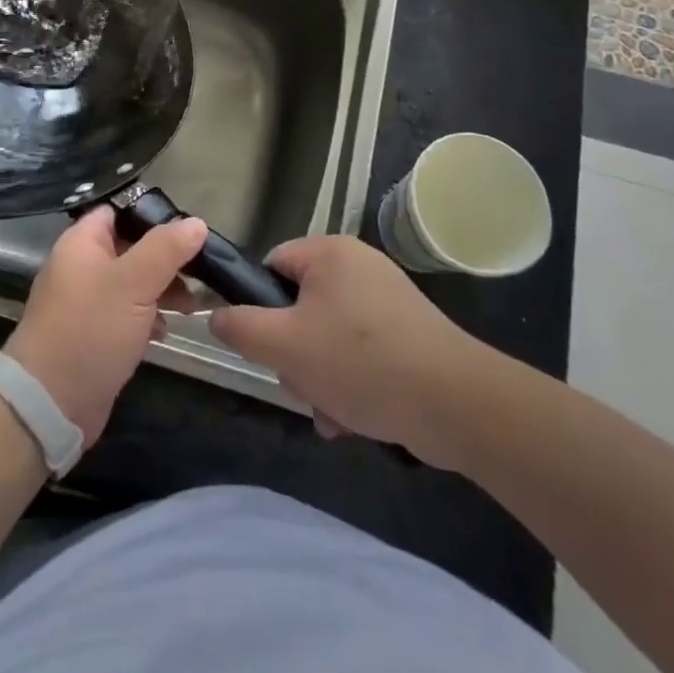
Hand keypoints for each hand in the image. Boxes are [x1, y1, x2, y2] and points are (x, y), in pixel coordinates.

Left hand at [4, 206, 207, 446]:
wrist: (50, 402)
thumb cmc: (91, 329)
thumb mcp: (134, 283)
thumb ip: (166, 249)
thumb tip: (196, 223)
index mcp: (82, 243)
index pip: (118, 211)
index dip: (152, 215)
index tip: (189, 228)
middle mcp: (82, 266)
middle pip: (130, 247)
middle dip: (165, 258)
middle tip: (200, 271)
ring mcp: (86, 302)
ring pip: (132, 283)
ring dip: (162, 290)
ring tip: (193, 306)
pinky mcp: (94, 333)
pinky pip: (126, 314)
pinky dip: (147, 318)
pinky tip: (166, 332)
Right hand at [208, 234, 497, 466]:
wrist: (457, 405)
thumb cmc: (360, 362)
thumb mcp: (284, 345)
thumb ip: (239, 327)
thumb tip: (216, 315)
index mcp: (330, 253)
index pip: (271, 266)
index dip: (259, 306)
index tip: (264, 344)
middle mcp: (359, 266)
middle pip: (299, 306)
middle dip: (294, 354)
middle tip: (301, 384)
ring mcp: (387, 300)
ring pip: (328, 336)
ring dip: (319, 377)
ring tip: (331, 412)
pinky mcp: (409, 334)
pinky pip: (360, 353)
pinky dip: (351, 383)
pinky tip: (354, 419)